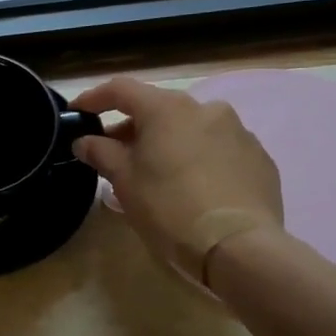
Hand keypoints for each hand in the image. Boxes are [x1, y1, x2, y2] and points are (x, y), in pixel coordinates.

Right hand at [72, 76, 283, 284]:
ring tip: (155, 172)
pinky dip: (197, 157)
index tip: (77, 113)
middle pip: (157, 108)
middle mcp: (204, 108)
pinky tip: (192, 186)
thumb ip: (101, 153)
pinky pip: (217, 148)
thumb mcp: (124, 181)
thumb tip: (85, 141)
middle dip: (132, 127)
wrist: (238, 246)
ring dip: (167, 141)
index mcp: (166, 109)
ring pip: (190, 127)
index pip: (121, 89)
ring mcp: (237, 131)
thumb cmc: (169, 207)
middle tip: (114, 153)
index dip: (94, 98)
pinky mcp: (258, 157)